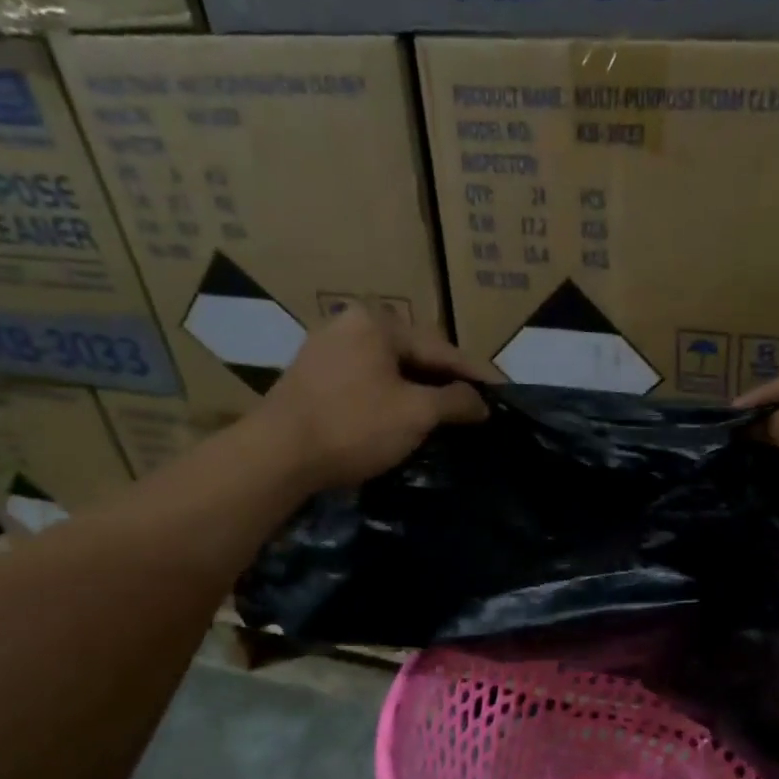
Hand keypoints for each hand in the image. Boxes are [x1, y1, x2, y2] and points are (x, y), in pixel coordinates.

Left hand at [259, 309, 497, 489]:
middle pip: (413, 354)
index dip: (474, 374)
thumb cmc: (354, 426)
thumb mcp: (416, 413)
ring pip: (387, 368)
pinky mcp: (310, 377)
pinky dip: (390, 396)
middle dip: (444, 380)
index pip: (440, 348)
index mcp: (376, 323)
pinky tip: (403, 415)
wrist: (276, 456)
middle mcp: (348, 324)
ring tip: (444, 411)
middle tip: (474, 402)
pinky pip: (365, 380)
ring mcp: (324, 349)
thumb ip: (455, 401)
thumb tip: (481, 403)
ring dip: (417, 389)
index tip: (501, 392)